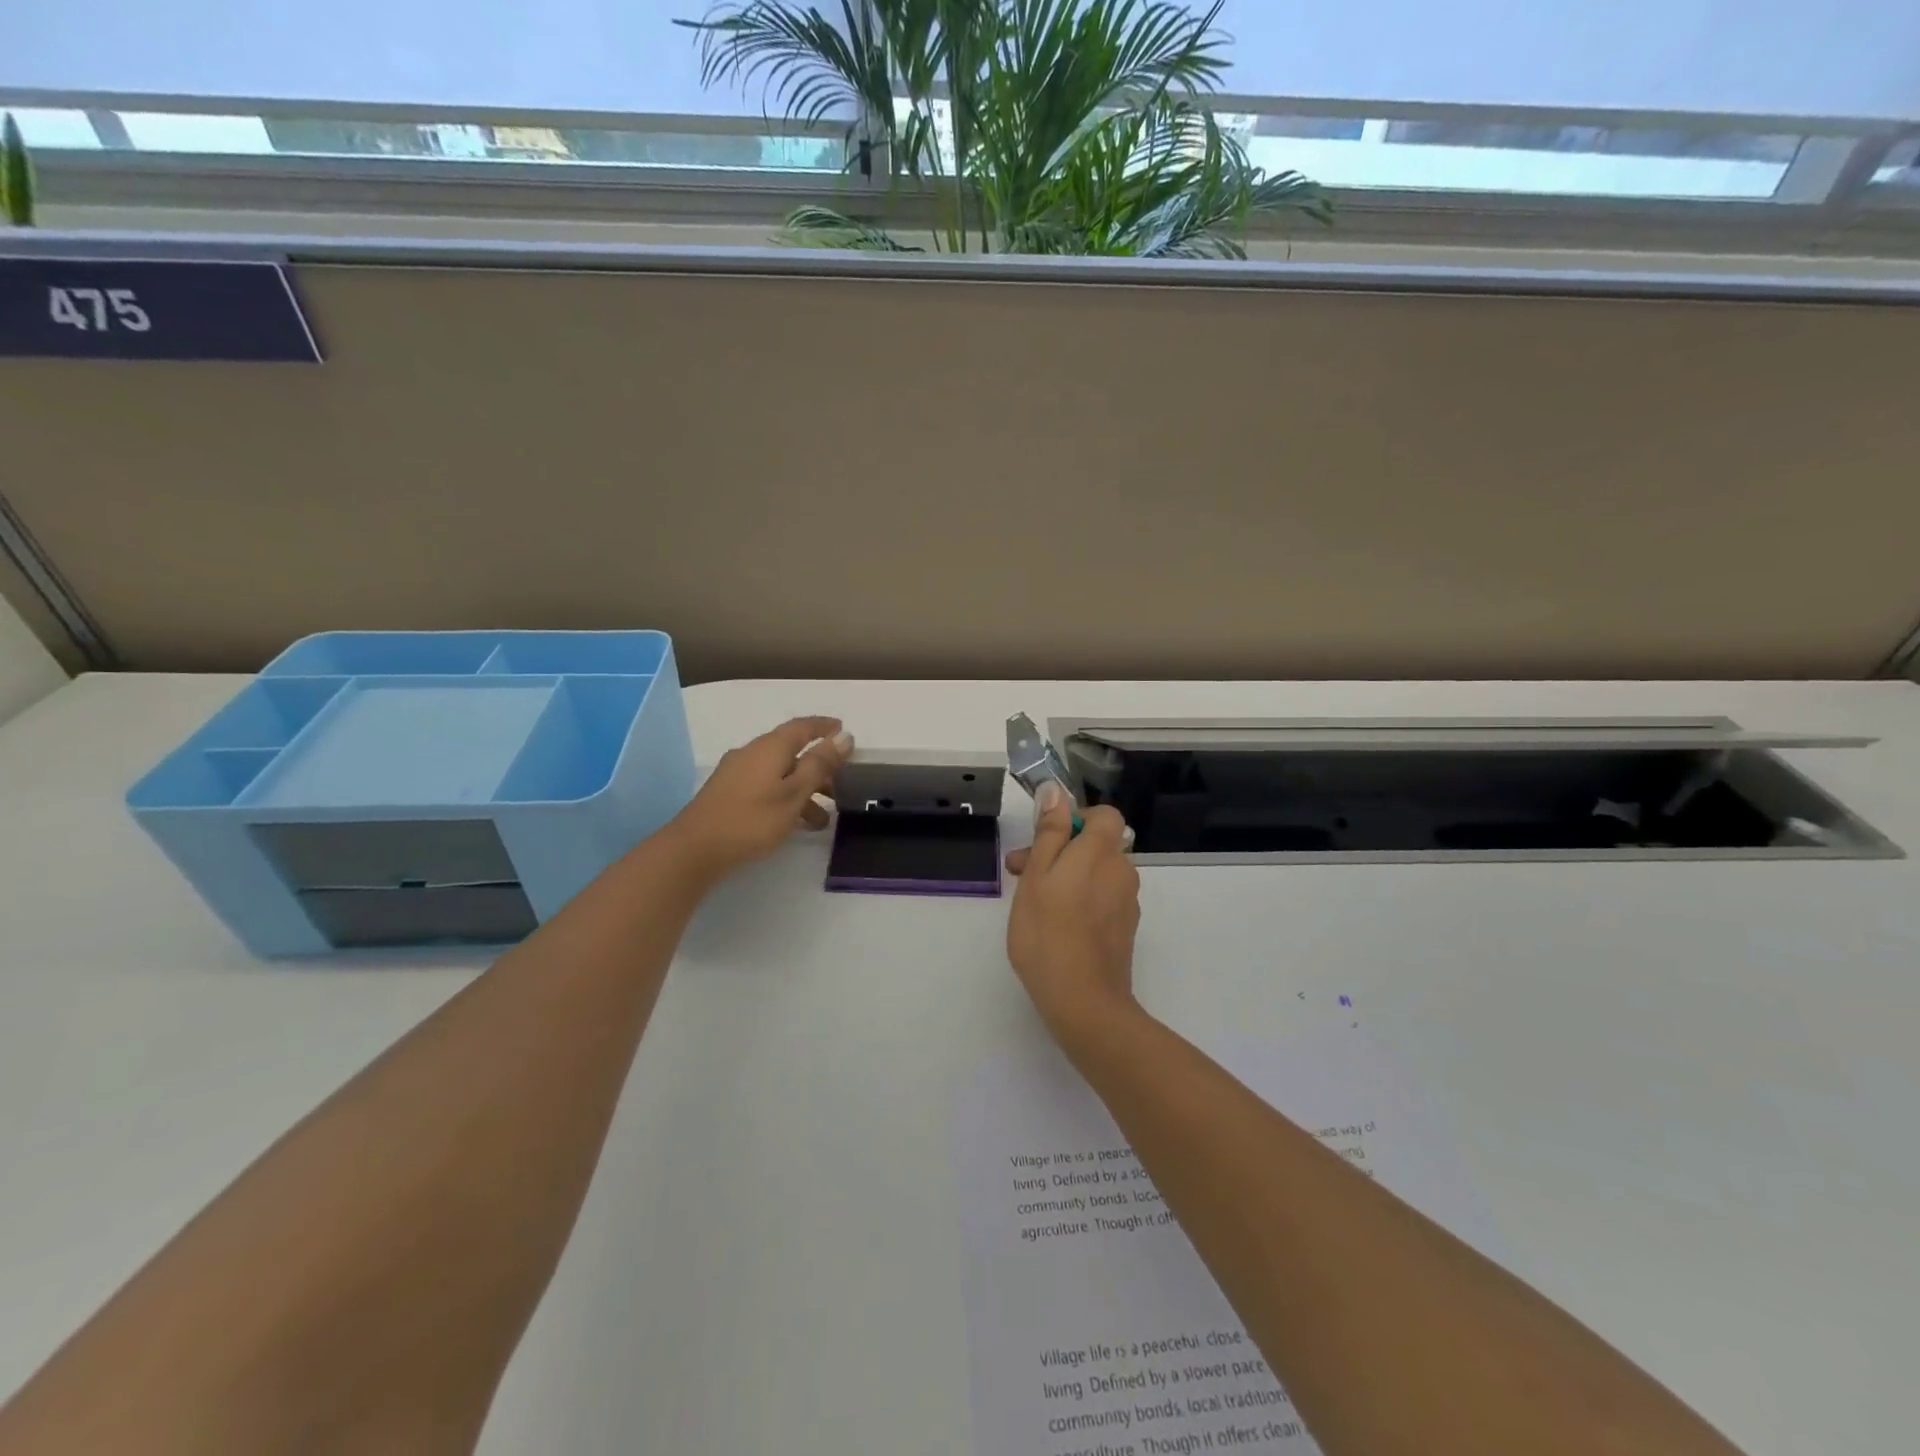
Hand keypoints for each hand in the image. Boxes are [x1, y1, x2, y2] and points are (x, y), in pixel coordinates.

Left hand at [664, 716, 851, 882]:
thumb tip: (844, 736)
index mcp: (770, 747)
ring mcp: (737, 774)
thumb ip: (819, 765)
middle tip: (841, 783)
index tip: (843, 730)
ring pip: (779, 773)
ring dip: (804, 790)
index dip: (824, 727)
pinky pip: (766, 787)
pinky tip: (793, 823)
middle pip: (791, 751)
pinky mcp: (728, 794)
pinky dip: (785, 798)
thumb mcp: (794, 793)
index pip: (802, 727)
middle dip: (818, 766)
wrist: (694, 849)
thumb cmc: (752, 819)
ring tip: (822, 820)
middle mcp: (752, 753)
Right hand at [1005, 783, 1141, 1043]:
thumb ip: (1049, 832)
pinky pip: (1102, 898)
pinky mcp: (1124, 929)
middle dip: (1059, 850)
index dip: (1076, 819)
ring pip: (1096, 873)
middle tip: (1019, 872)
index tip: (1045, 839)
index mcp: (1102, 852)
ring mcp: (1127, 902)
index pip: (1104, 815)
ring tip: (1031, 901)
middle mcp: (1122, 871)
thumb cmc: (1048, 932)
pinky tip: (1055, 925)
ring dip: (1066, 876)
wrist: (1083, 1001)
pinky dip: (1080, 900)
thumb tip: (1056, 791)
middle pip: (1096, 845)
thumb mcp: (1037, 875)